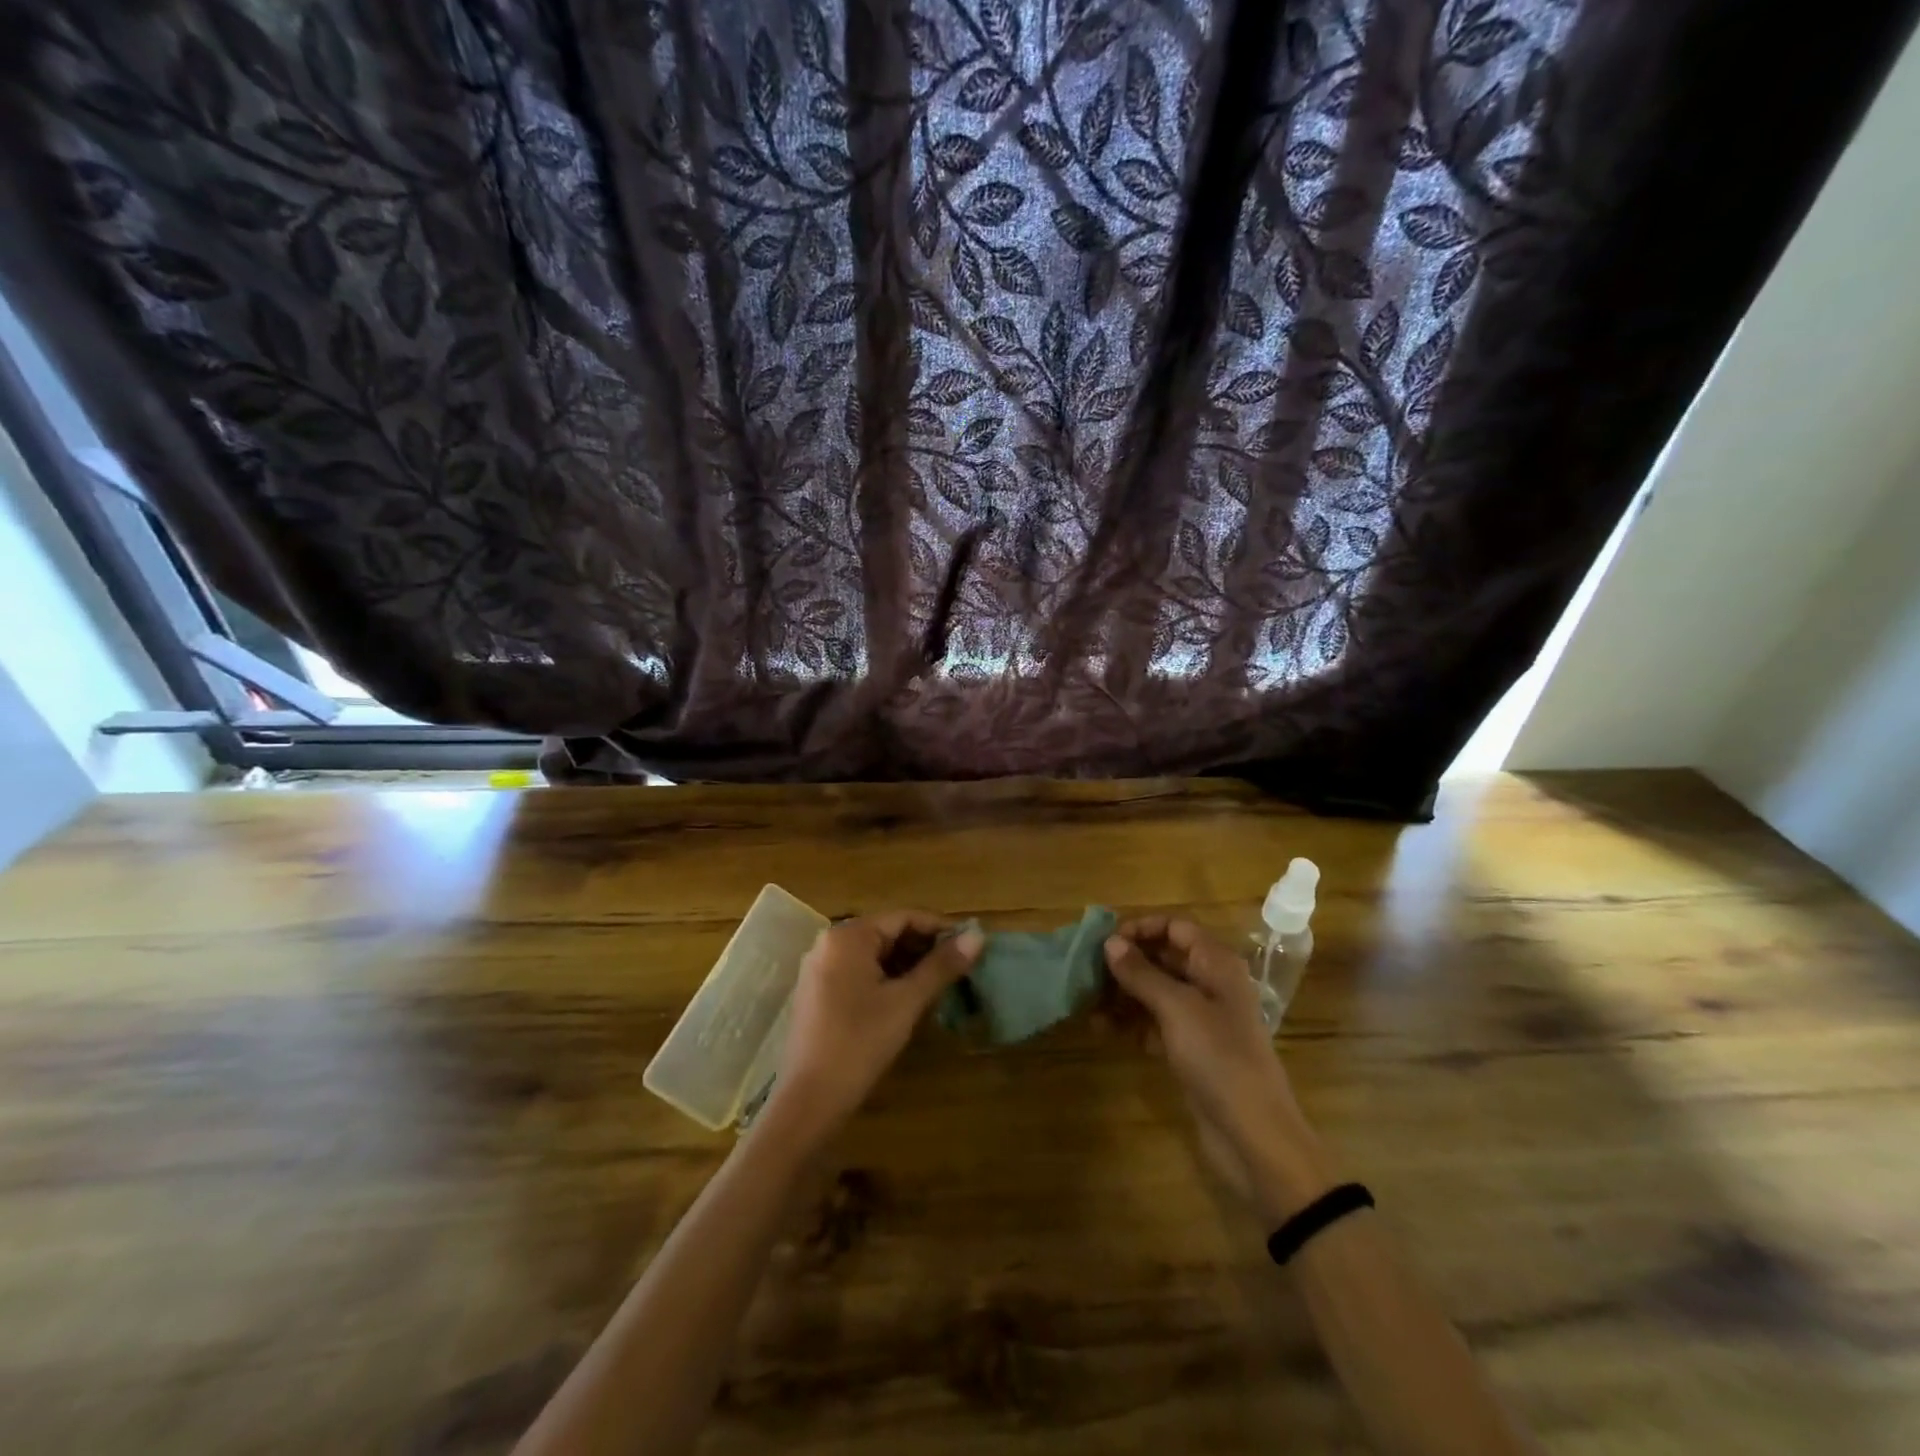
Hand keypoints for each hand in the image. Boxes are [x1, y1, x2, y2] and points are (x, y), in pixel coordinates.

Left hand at [769, 911, 983, 1141]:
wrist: (809, 1100)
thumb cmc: (860, 1043)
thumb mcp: (906, 1002)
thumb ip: (941, 966)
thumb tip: (978, 936)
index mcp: (848, 936)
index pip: (904, 917)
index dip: (940, 928)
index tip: (970, 944)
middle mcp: (830, 943)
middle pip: (888, 933)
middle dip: (924, 948)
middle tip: (959, 967)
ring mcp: (820, 968)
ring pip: (874, 954)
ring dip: (908, 965)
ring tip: (941, 983)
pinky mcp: (818, 993)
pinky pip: (859, 972)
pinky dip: (886, 979)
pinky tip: (908, 998)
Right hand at [1105, 918, 1323, 1211]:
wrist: (1253, 1135)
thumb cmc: (1219, 1057)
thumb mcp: (1177, 1008)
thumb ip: (1141, 973)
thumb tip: (1110, 942)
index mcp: (1216, 964)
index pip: (1175, 927)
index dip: (1141, 928)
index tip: (1106, 942)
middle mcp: (1209, 984)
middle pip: (1162, 958)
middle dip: (1125, 963)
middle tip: (1087, 972)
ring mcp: (1199, 1019)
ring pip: (1154, 992)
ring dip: (1121, 994)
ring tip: (1086, 1002)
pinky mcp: (1188, 1049)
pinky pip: (1153, 1023)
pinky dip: (1129, 1022)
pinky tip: (1100, 1028)